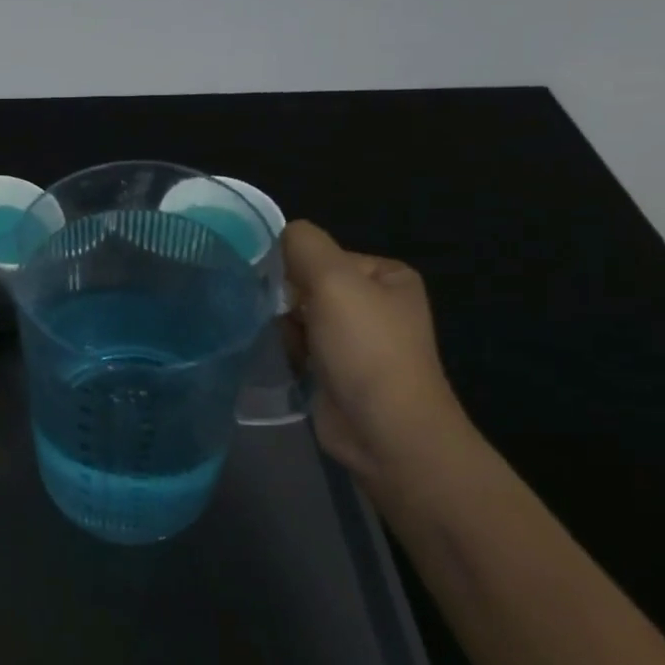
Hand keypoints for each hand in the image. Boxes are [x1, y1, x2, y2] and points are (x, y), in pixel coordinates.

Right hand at [282, 220, 470, 482]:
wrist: (385, 431)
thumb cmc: (366, 350)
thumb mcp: (334, 280)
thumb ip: (304, 245)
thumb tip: (281, 233)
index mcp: (387, 276)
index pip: (322, 254)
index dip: (295, 268)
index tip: (280, 290)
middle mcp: (375, 304)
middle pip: (308, 284)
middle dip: (285, 299)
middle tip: (277, 318)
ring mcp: (357, 340)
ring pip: (298, 316)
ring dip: (282, 326)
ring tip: (282, 344)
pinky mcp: (336, 371)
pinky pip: (298, 345)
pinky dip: (285, 350)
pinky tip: (282, 360)